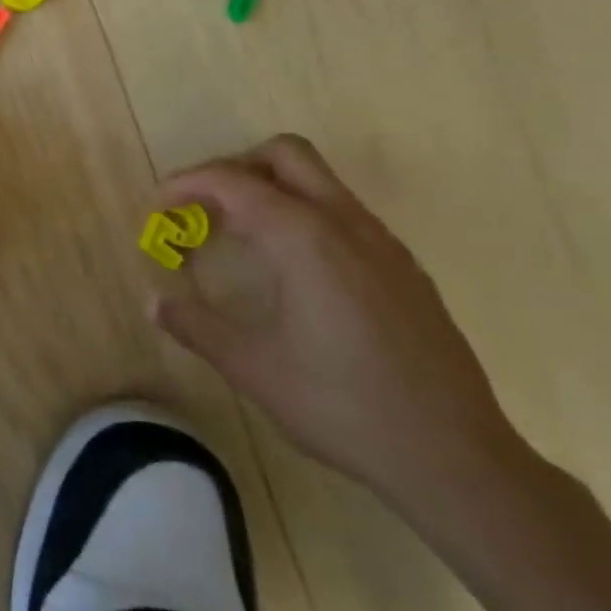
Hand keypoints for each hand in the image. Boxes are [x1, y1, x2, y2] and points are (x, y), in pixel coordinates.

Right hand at [150, 134, 528, 515]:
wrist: (456, 456)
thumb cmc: (343, 406)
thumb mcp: (253, 368)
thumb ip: (197, 325)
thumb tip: (154, 300)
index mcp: (305, 239)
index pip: (235, 182)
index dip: (188, 184)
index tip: (160, 205)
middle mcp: (346, 224)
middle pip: (285, 154)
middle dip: (235, 167)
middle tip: (203, 206)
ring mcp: (383, 243)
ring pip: (320, 179)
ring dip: (270, 188)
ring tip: (238, 235)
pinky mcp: (403, 267)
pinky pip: (343, 212)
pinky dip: (303, 214)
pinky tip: (291, 268)